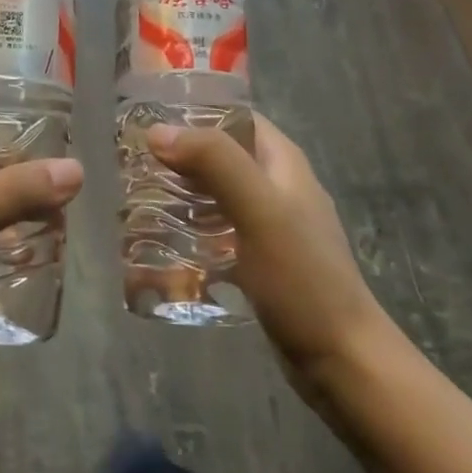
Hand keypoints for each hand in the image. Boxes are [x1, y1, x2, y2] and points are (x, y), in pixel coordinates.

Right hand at [148, 116, 394, 396]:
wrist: (341, 361)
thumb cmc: (302, 278)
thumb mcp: (259, 210)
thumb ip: (215, 162)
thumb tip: (158, 131)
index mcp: (283, 162)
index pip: (234, 116)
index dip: (193, 111)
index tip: (146, 118)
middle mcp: (276, 185)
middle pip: (219, 154)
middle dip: (177, 155)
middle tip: (130, 163)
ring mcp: (268, 224)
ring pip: (214, 193)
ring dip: (179, 192)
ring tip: (134, 198)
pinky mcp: (258, 259)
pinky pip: (216, 230)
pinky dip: (189, 228)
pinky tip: (160, 242)